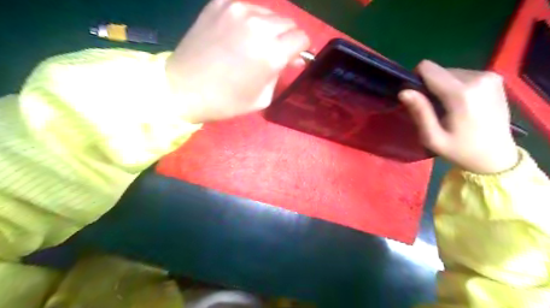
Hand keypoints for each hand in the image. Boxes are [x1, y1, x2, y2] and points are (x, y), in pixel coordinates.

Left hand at [164, 1, 307, 122]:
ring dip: (269, 28)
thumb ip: (282, 74)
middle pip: (288, 23)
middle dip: (287, 38)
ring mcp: (237, 10)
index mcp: (271, 53)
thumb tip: (292, 58)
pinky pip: (247, 9)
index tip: (294, 56)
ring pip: (269, 14)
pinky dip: (249, 21)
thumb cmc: (226, 101)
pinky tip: (238, 35)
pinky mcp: (219, 4)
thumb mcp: (263, 97)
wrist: (184, 88)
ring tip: (256, 44)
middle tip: (276, 52)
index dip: (301, 48)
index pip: (301, 38)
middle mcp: (258, 26)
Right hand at [398, 62, 518, 174]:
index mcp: (461, 93)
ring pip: (450, 72)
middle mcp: (477, 78)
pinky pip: (463, 75)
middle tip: (434, 109)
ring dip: (444, 87)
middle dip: (431, 86)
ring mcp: (489, 77)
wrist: (496, 157)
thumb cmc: (460, 150)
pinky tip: (462, 104)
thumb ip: (419, 112)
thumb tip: (403, 91)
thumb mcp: (432, 137)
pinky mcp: (494, 78)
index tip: (417, 98)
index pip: (428, 68)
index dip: (416, 80)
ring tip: (448, 108)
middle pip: (439, 70)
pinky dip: (456, 86)